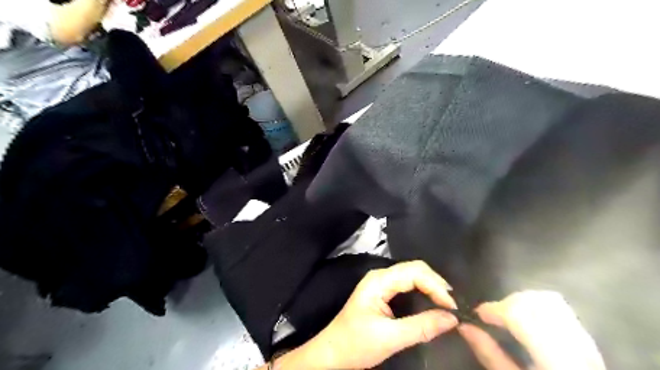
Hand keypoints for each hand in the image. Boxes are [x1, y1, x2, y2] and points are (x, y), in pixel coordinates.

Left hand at [283, 260, 459, 369]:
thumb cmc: (356, 344)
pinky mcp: (383, 291)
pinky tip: (433, 301)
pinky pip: (408, 284)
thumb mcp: (389, 338)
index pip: (414, 272)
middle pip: (414, 269)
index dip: (436, 286)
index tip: (453, 307)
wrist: (332, 352)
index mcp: (378, 281)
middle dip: (436, 284)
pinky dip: (424, 290)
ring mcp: (381, 282)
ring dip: (432, 286)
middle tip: (453, 305)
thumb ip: (421, 327)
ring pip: (412, 274)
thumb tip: (452, 318)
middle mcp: (380, 276)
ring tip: (448, 303)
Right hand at [457, 290, 604, 368]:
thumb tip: (464, 326)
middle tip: (492, 319)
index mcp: (554, 358)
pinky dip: (534, 304)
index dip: (493, 309)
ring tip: (509, 318)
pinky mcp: (584, 333)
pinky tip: (526, 319)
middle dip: (505, 304)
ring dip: (519, 302)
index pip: (519, 315)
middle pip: (531, 301)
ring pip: (545, 298)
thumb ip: (489, 353)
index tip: (477, 315)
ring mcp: (582, 336)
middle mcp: (572, 342)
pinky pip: (556, 305)